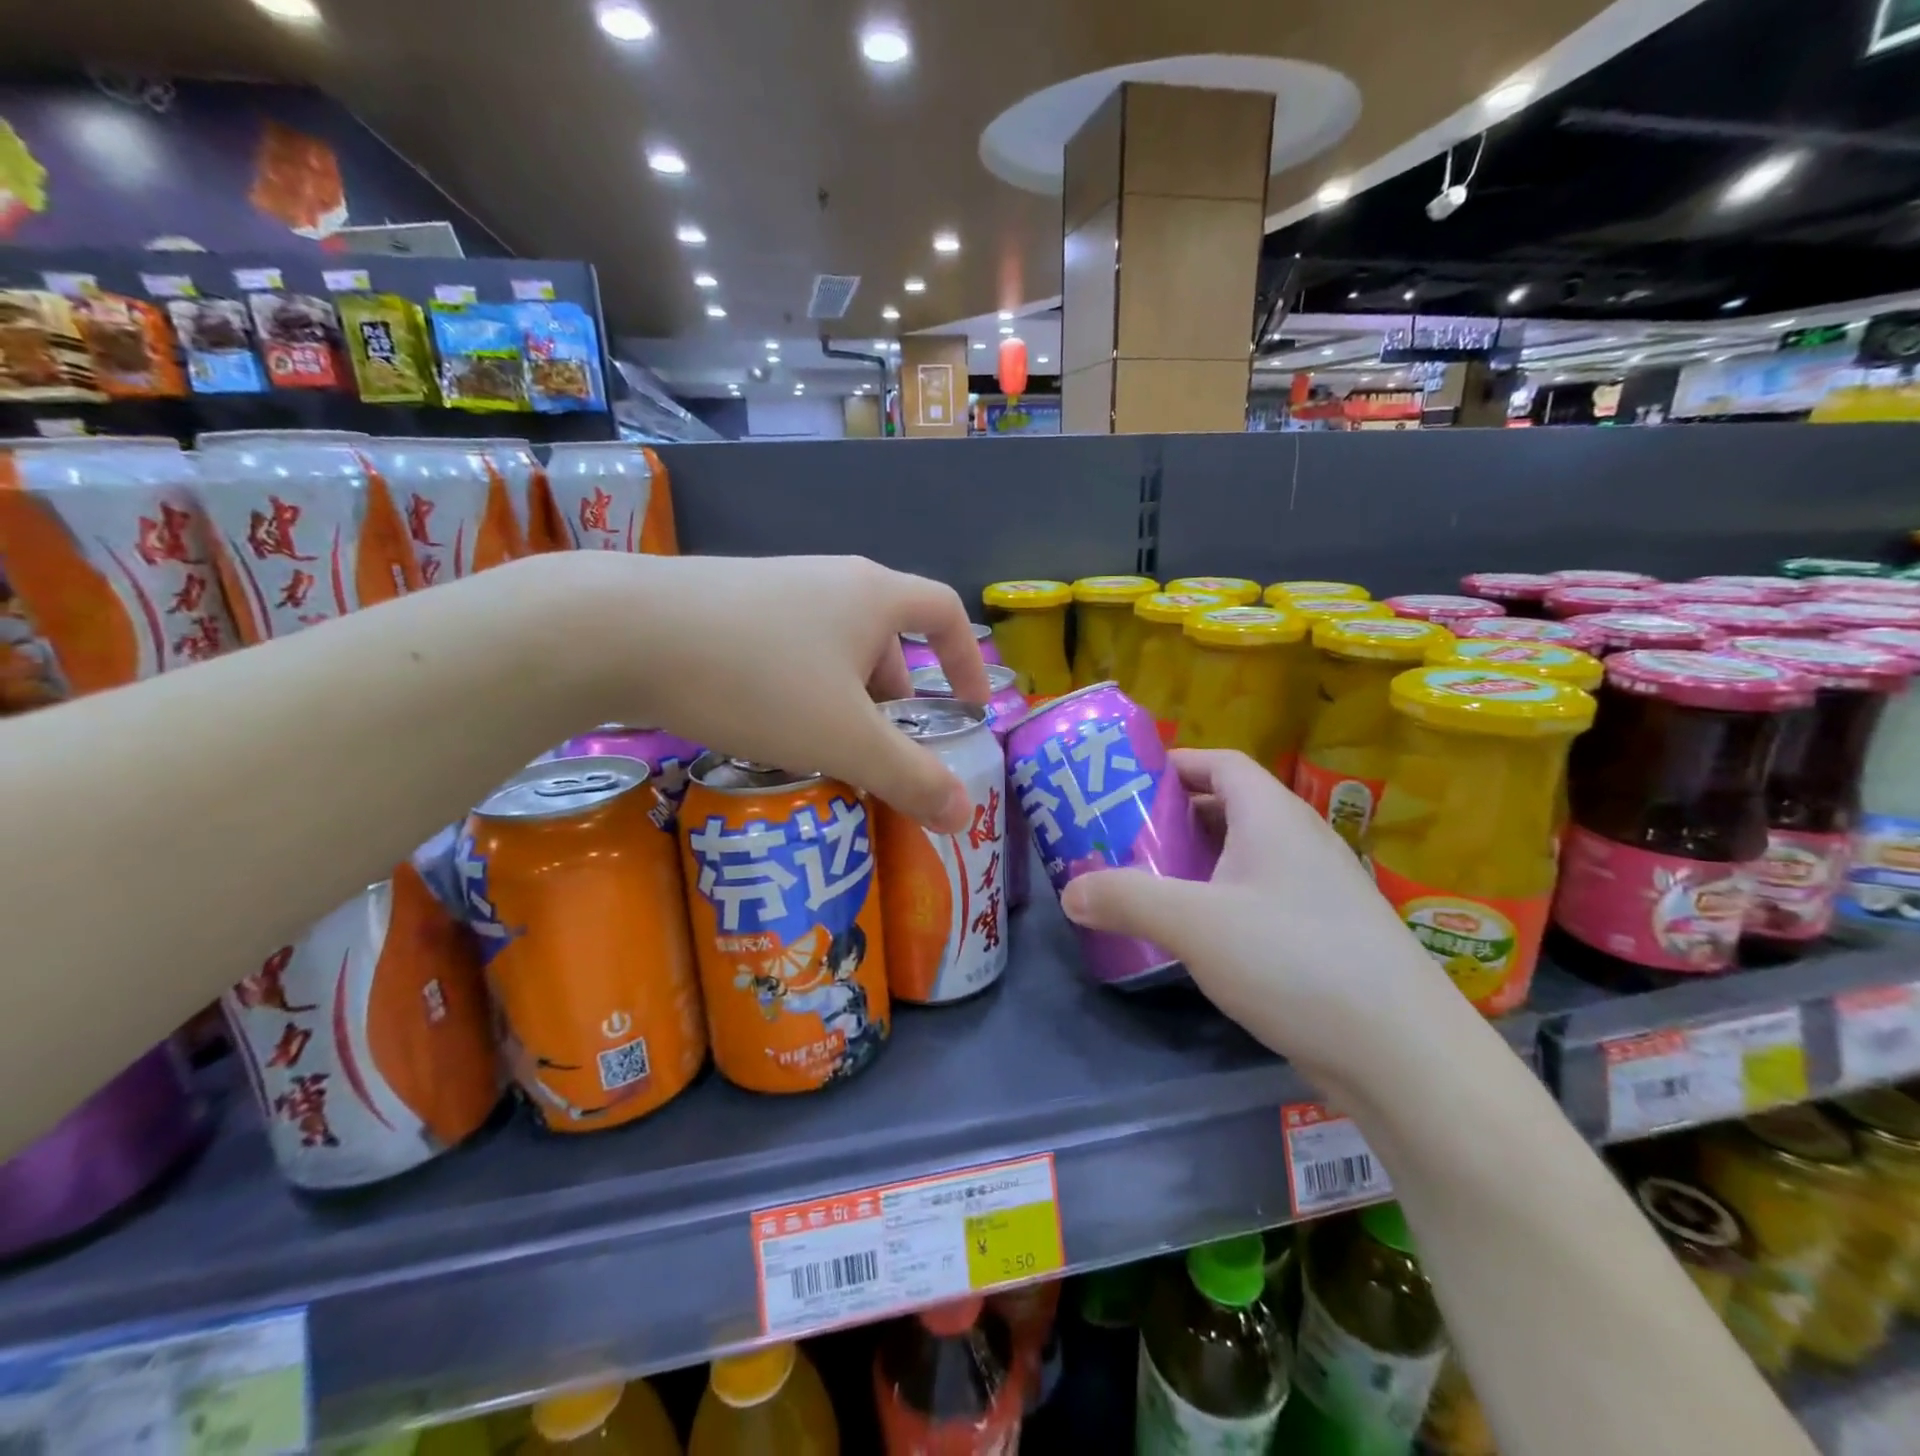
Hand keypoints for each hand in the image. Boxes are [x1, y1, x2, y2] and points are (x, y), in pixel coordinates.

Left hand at [590, 554, 992, 832]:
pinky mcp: (726, 606)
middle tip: (881, 752)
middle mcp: (829, 580)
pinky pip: (786, 651)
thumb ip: (910, 777)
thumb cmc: (757, 678)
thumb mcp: (844, 738)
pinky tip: (765, 730)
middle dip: (895, 699)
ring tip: (822, 752)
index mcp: (872, 596)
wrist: (619, 630)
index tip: (969, 710)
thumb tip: (965, 817)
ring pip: (831, 649)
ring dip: (842, 700)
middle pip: (887, 639)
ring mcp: (773, 589)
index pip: (945, 612)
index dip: (967, 661)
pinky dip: (797, 691)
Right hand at [1058, 749, 1458, 1088]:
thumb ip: (1126, 899)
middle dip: (1174, 817)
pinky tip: (1197, 935)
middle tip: (1122, 838)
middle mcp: (1299, 840)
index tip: (1126, 784)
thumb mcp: (1195, 924)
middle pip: (1228, 806)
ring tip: (1148, 883)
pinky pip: (1261, 895)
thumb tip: (1069, 892)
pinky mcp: (1324, 932)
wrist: (1403, 1053)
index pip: (1220, 763)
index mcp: (1273, 816)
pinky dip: (1222, 899)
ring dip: (1197, 861)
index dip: (1173, 764)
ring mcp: (1317, 888)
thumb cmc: (1294, 960)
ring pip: (1244, 855)